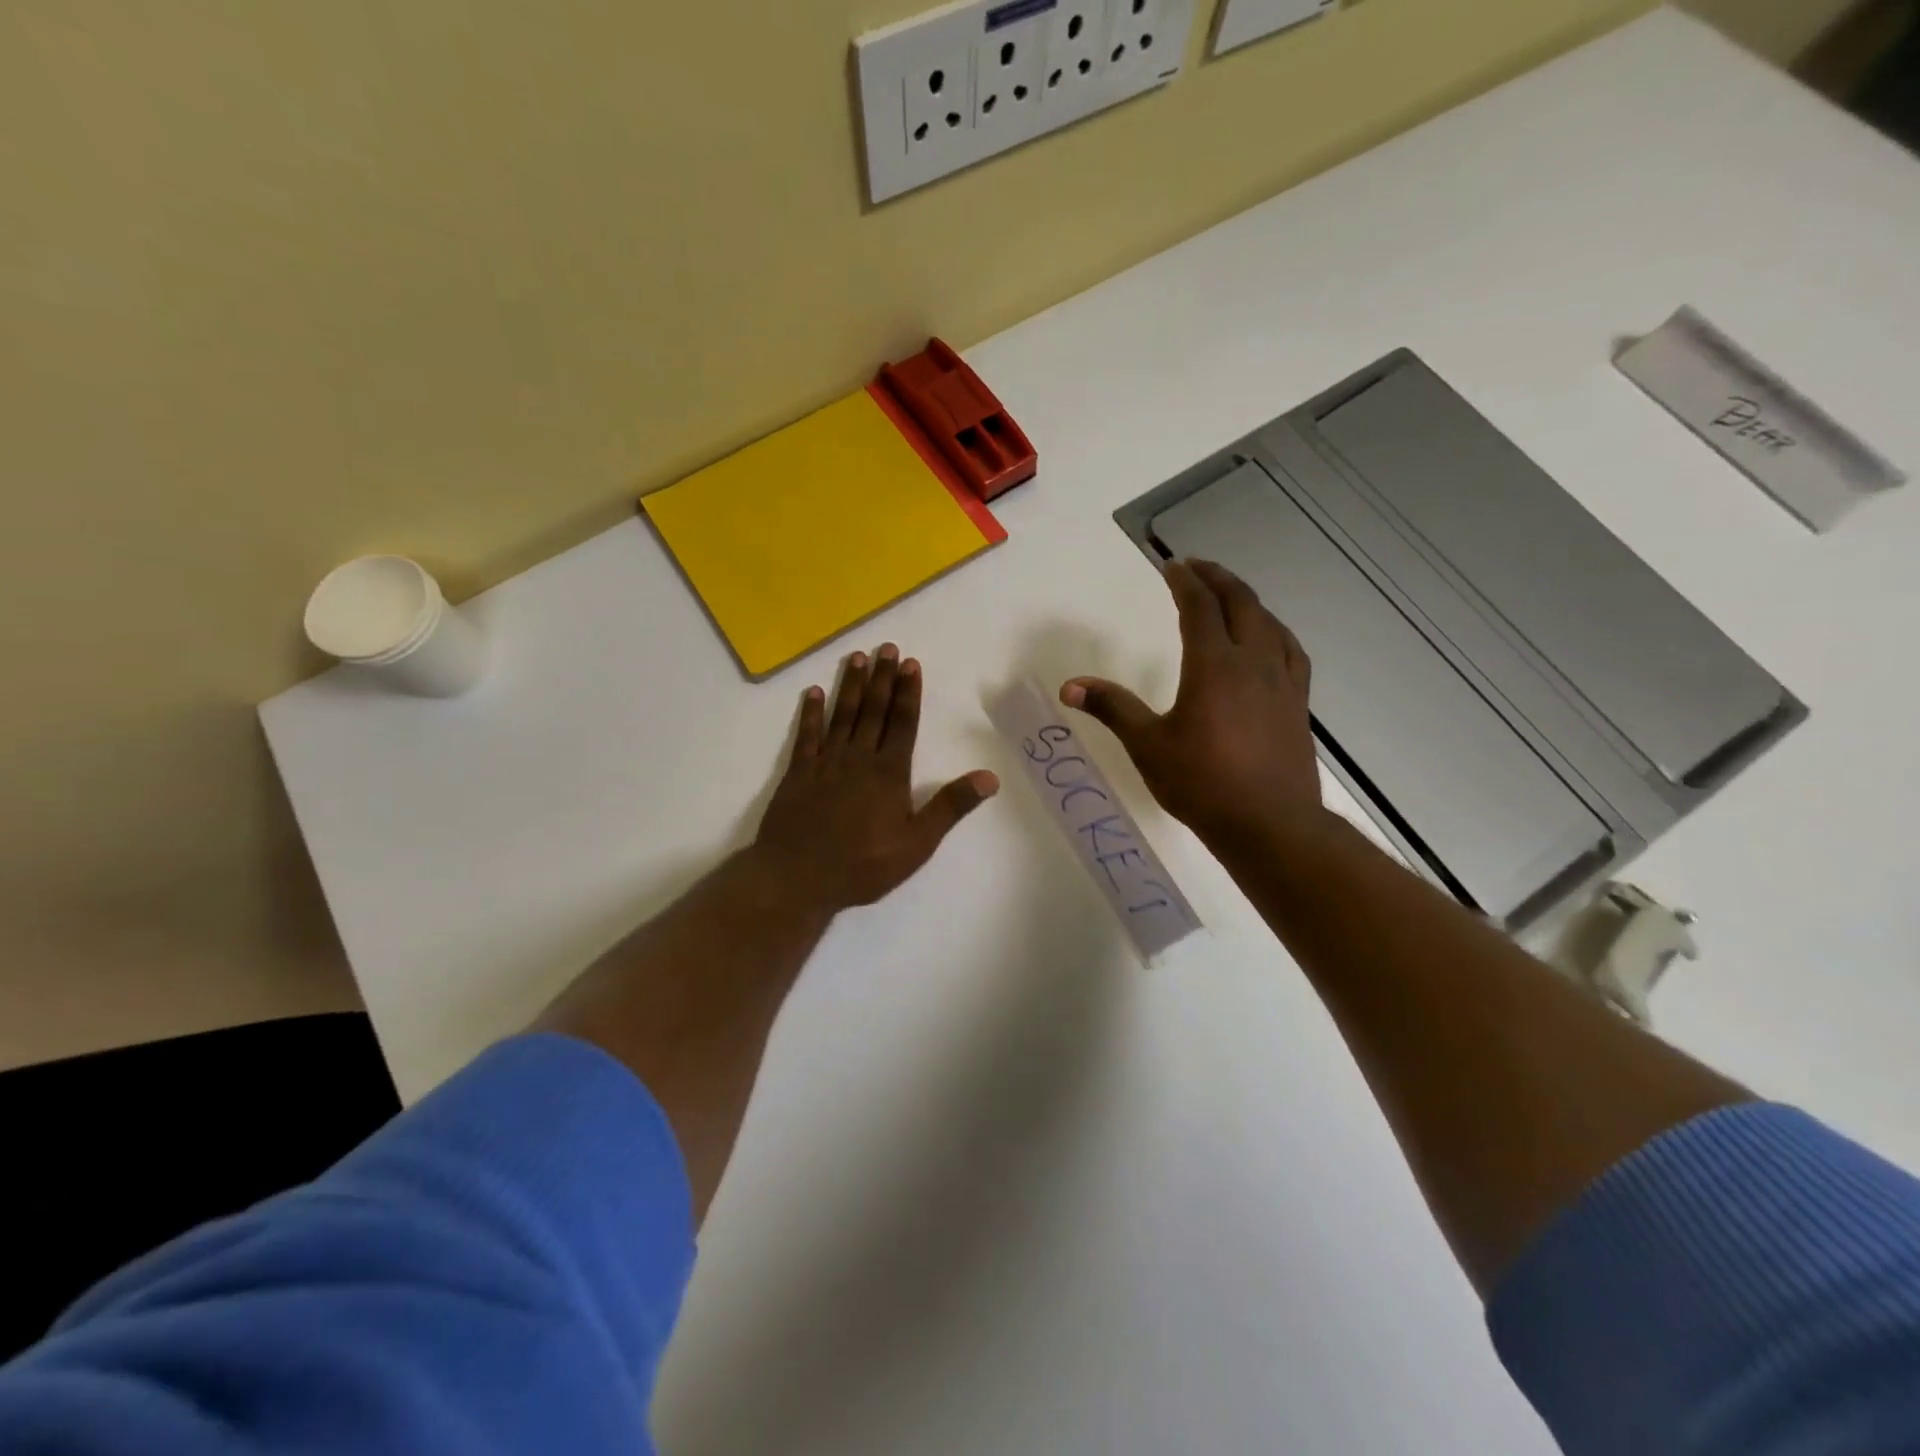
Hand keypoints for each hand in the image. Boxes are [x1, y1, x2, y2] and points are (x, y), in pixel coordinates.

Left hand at [755, 644, 999, 912]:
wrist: (797, 878)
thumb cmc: (862, 865)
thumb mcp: (916, 843)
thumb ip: (950, 807)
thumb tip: (990, 777)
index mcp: (889, 773)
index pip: (902, 723)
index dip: (908, 692)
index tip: (910, 664)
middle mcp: (858, 758)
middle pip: (873, 711)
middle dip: (882, 678)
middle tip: (887, 647)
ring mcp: (825, 763)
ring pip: (842, 715)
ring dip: (851, 686)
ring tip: (857, 658)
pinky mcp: (798, 773)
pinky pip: (806, 735)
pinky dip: (810, 713)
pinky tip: (813, 693)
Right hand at [1060, 559, 1321, 850]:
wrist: (1270, 823)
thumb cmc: (1202, 783)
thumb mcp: (1147, 745)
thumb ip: (1112, 708)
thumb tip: (1069, 686)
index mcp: (1214, 665)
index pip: (1200, 607)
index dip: (1184, 582)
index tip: (1171, 566)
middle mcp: (1253, 661)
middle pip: (1241, 602)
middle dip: (1217, 579)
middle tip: (1196, 567)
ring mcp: (1282, 681)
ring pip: (1269, 622)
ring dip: (1247, 600)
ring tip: (1229, 596)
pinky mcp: (1298, 702)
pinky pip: (1289, 649)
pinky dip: (1274, 630)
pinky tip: (1269, 640)